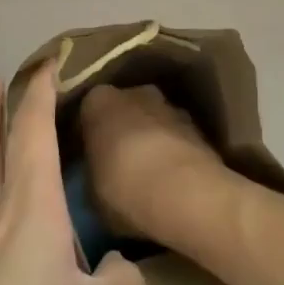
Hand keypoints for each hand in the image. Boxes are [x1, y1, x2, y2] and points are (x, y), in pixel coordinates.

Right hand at [78, 84, 231, 244]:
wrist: (185, 192)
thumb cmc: (123, 188)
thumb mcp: (90, 192)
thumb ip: (92, 173)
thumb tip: (98, 175)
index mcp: (98, 101)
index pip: (86, 113)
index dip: (86, 137)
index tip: (86, 160)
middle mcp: (134, 91)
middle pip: (123, 110)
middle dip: (121, 132)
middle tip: (116, 165)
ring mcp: (169, 105)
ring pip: (152, 121)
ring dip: (149, 140)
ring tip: (147, 176)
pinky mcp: (197, 125)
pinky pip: (175, 137)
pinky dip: (172, 153)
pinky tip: (170, 181)